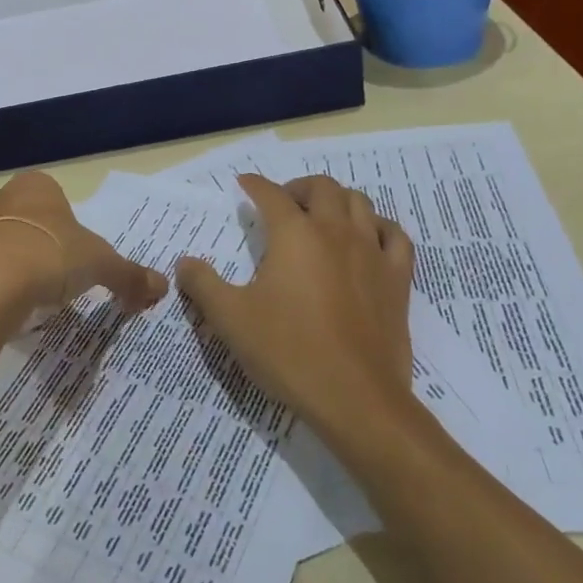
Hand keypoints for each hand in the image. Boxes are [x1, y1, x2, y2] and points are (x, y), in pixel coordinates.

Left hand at [0, 171, 168, 325]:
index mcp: (36, 186)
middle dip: (23, 227)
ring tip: (15, 278)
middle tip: (43, 261)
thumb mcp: (102, 265)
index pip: (49, 191)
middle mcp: (0, 196)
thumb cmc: (53, 257)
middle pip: (12, 206)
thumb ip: (130, 275)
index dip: (60, 217)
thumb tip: (161, 287)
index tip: (69, 246)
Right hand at [176, 174, 415, 438]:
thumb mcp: (231, 319)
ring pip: (360, 203)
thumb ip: (203, 285)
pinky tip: (368, 238)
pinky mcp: (397, 279)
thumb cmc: (288, 352)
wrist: (356, 398)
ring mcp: (371, 253)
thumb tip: (184, 262)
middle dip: (298, 187)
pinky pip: (395, 236)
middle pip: (321, 187)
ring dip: (337, 200)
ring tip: (322, 216)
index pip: (271, 194)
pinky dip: (378, 227)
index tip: (244, 185)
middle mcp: (335, 231)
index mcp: (294, 234)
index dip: (255, 185)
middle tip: (283, 204)